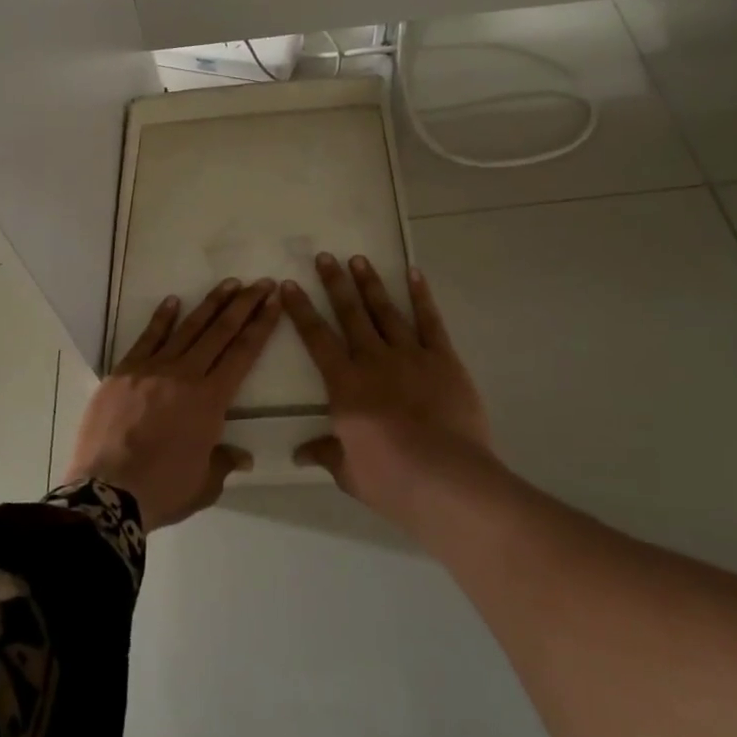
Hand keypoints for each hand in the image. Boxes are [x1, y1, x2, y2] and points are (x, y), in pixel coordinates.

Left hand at [66, 278, 278, 530]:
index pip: (243, 353)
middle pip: (220, 332)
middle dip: (244, 305)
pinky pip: (147, 338)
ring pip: (187, 328)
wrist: (106, 493)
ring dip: (211, 304)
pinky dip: (161, 319)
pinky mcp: (123, 372)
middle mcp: (185, 375)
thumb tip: (242, 456)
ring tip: (229, 283)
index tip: (274, 301)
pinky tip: (173, 301)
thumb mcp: (204, 484)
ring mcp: (152, 369)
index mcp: (211, 400)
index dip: (261, 325)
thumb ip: (224, 463)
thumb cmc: (162, 490)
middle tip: (261, 283)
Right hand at [281, 254, 501, 534]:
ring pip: (386, 311)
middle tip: (325, 257)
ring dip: (371, 284)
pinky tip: (413, 274)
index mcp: (345, 385)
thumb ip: (326, 453)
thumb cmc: (391, 479)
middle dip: (335, 284)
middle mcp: (373, 360)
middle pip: (350, 314)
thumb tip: (298, 454)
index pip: (316, 339)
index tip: (289, 285)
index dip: (301, 310)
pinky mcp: (443, 360)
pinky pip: (430, 322)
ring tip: (359, 259)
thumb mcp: (349, 472)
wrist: (447, 478)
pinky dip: (421, 296)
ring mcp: (410, 356)